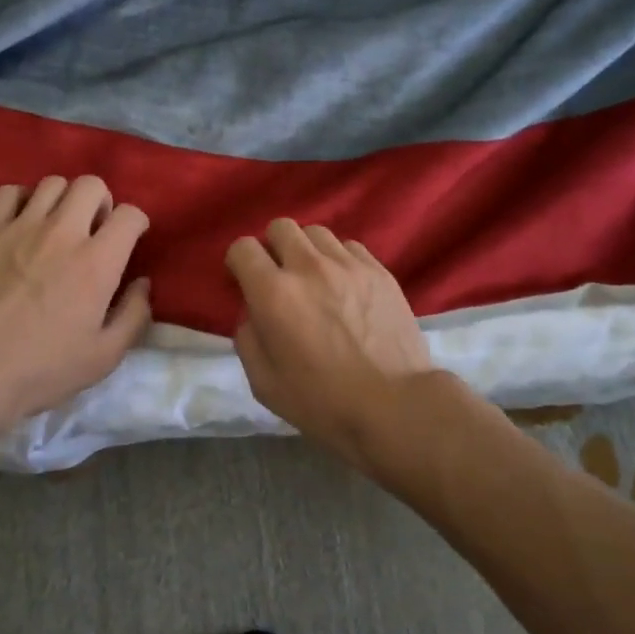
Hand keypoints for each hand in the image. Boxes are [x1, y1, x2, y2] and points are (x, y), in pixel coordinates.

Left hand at [0, 176, 151, 424]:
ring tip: (57, 225)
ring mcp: (22, 226)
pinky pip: (9, 192)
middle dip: (101, 203)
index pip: (130, 215)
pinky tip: (21, 222)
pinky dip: (22, 200)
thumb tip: (142, 284)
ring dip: (63, 200)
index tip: (129, 240)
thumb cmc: (42, 368)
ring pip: (52, 183)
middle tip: (93, 230)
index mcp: (97, 261)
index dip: (136, 224)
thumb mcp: (104, 356)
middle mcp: (63, 232)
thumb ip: (133, 315)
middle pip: (92, 185)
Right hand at [225, 219, 432, 466]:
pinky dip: (339, 258)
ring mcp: (347, 264)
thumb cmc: (323, 403)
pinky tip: (345, 284)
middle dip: (272, 247)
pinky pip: (349, 246)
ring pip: (316, 232)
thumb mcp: (264, 383)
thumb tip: (253, 314)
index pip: (243, 248)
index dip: (239, 262)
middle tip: (280, 277)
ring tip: (315, 278)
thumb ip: (248, 339)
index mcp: (274, 293)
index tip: (244, 281)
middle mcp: (308, 266)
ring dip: (307, 250)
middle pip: (280, 227)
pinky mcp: (379, 270)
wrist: (396, 406)